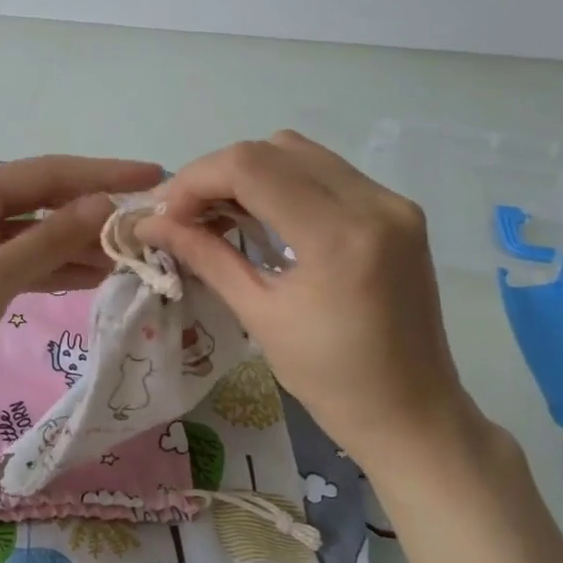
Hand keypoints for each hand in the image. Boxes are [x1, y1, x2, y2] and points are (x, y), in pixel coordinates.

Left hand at [0, 155, 162, 423]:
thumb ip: (49, 239)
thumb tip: (103, 205)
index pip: (48, 173)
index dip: (104, 175)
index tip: (155, 176)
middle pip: (43, 201)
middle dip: (94, 212)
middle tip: (150, 224)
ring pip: (34, 234)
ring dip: (78, 244)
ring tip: (132, 255)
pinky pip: (20, 261)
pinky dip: (53, 268)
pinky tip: (95, 276)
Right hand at [137, 131, 493, 470]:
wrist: (412, 413)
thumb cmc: (331, 380)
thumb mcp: (259, 315)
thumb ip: (205, 256)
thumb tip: (150, 224)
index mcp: (339, 236)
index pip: (251, 167)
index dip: (196, 180)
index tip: (168, 214)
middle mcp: (373, 203)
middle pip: (273, 149)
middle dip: (218, 174)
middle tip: (188, 215)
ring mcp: (392, 203)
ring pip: (300, 152)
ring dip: (251, 173)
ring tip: (222, 214)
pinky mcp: (397, 211)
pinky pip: (327, 172)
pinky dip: (284, 182)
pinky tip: (265, 217)